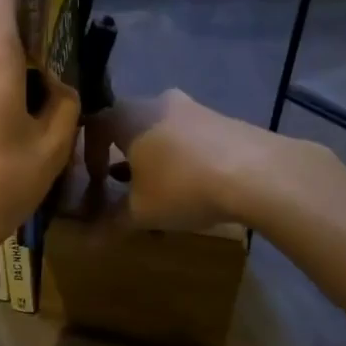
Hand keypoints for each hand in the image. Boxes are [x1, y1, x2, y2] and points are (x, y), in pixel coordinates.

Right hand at [83, 89, 334, 231]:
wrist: (259, 173)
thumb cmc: (183, 186)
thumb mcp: (141, 212)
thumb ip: (110, 223)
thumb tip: (87, 243)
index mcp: (127, 117)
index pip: (92, 125)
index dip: (88, 155)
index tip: (96, 182)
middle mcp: (156, 102)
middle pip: (127, 124)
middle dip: (121, 155)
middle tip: (122, 183)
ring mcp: (192, 107)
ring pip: (159, 129)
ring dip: (152, 156)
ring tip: (158, 187)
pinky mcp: (222, 118)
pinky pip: (188, 134)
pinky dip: (180, 155)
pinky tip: (192, 183)